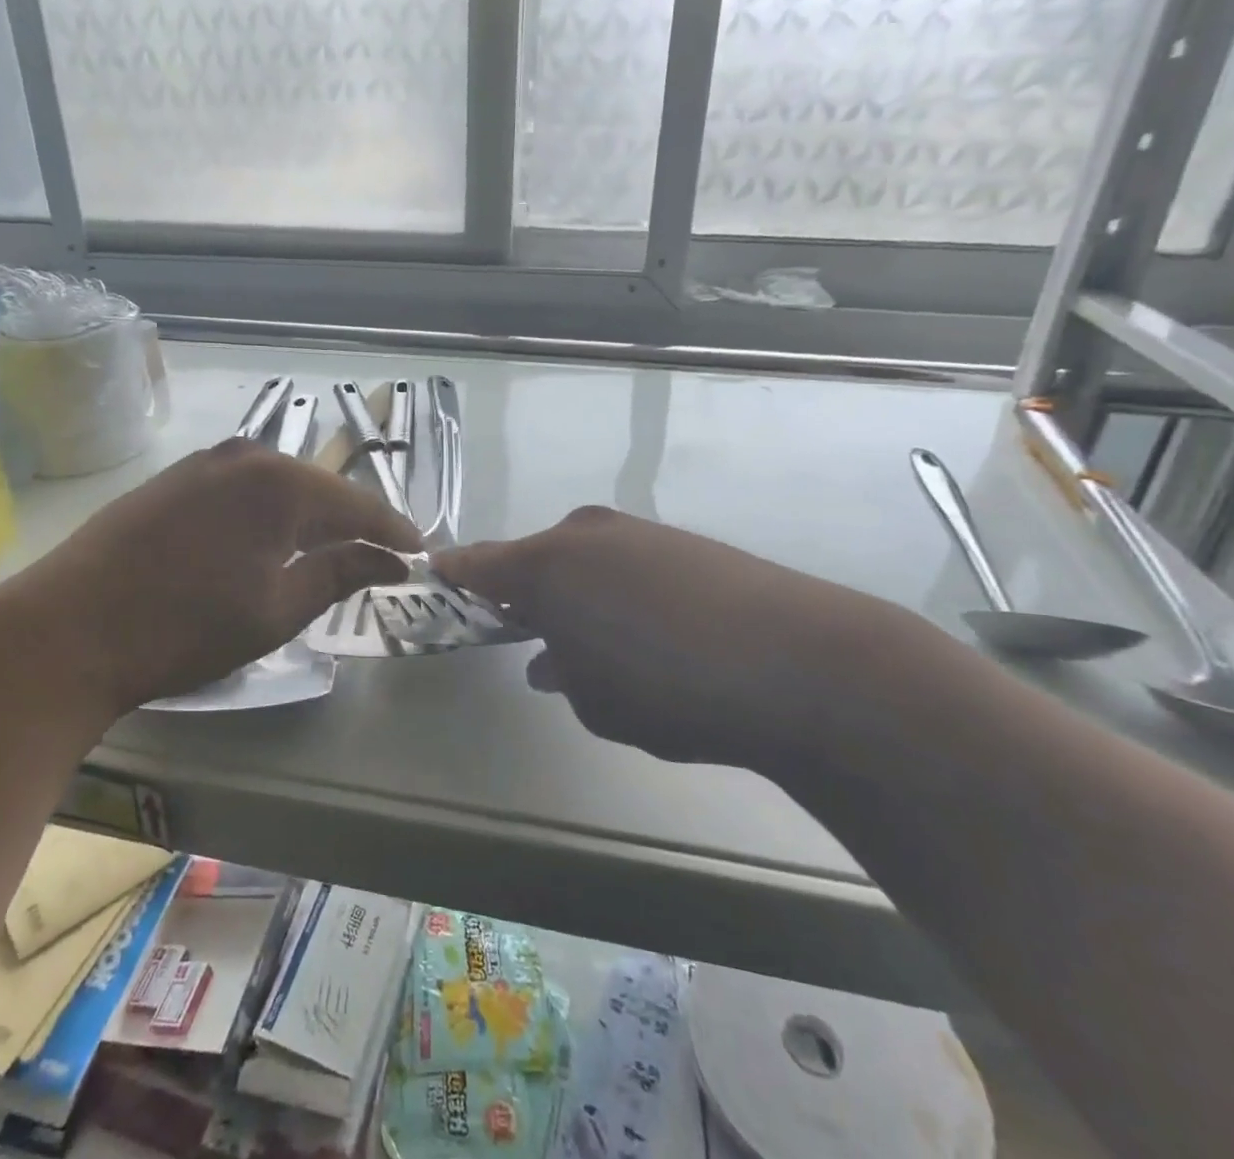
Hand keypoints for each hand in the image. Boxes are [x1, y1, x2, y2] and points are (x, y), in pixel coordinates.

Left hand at [0, 440, 420, 714]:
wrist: (66, 630)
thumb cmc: (184, 627)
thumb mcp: (276, 610)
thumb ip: (340, 574)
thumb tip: (390, 560)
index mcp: (280, 483)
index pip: (358, 505)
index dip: (393, 532)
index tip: (420, 555)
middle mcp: (246, 456)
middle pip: (320, 490)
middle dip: (352, 524)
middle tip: (380, 557)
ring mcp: (204, 463)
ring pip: (279, 489)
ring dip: (308, 519)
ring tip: (331, 552)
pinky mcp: (174, 480)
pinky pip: (242, 491)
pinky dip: (268, 516)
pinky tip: (269, 542)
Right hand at [435, 506, 915, 769]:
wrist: (798, 661)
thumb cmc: (669, 689)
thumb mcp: (595, 701)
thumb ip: (561, 672)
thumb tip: (551, 659)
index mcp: (545, 565)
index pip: (475, 563)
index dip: (452, 577)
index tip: (435, 587)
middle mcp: (583, 533)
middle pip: (532, 559)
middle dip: (523, 595)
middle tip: (529, 637)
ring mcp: (636, 531)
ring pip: (582, 561)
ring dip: (575, 595)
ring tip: (596, 643)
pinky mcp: (681, 540)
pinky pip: (624, 562)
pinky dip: (617, 590)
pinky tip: (648, 631)